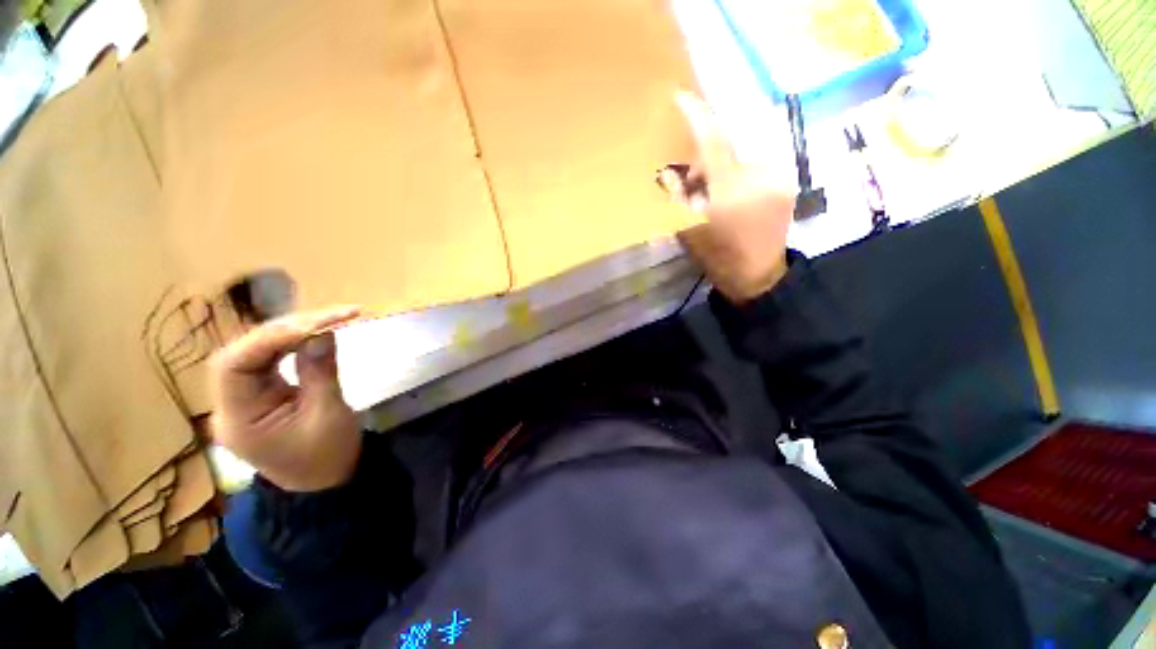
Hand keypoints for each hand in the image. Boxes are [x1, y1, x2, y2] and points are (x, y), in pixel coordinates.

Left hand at [210, 307, 362, 491]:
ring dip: (293, 331)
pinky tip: (316, 333)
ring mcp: (244, 396)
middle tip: (333, 316)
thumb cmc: (327, 455)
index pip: (234, 366)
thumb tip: (323, 332)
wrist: (325, 480)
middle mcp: (231, 403)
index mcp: (238, 418)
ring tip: (331, 319)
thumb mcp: (329, 414)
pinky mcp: (260, 392)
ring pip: (257, 350)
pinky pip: (270, 358)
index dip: (268, 339)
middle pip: (245, 352)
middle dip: (287, 329)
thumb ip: (321, 371)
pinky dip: (294, 342)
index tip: (314, 325)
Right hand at [663, 93, 796, 303]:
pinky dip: (739, 170)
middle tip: (693, 179)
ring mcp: (780, 176)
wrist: (757, 276)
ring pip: (742, 154)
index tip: (681, 96)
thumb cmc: (718, 257)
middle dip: (706, 156)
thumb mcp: (688, 229)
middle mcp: (761, 175)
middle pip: (727, 146)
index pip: (713, 141)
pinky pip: (757, 162)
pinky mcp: (788, 180)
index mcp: (732, 191)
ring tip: (714, 190)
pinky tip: (733, 191)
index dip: (697, 115)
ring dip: (723, 165)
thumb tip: (670, 170)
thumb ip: (678, 196)